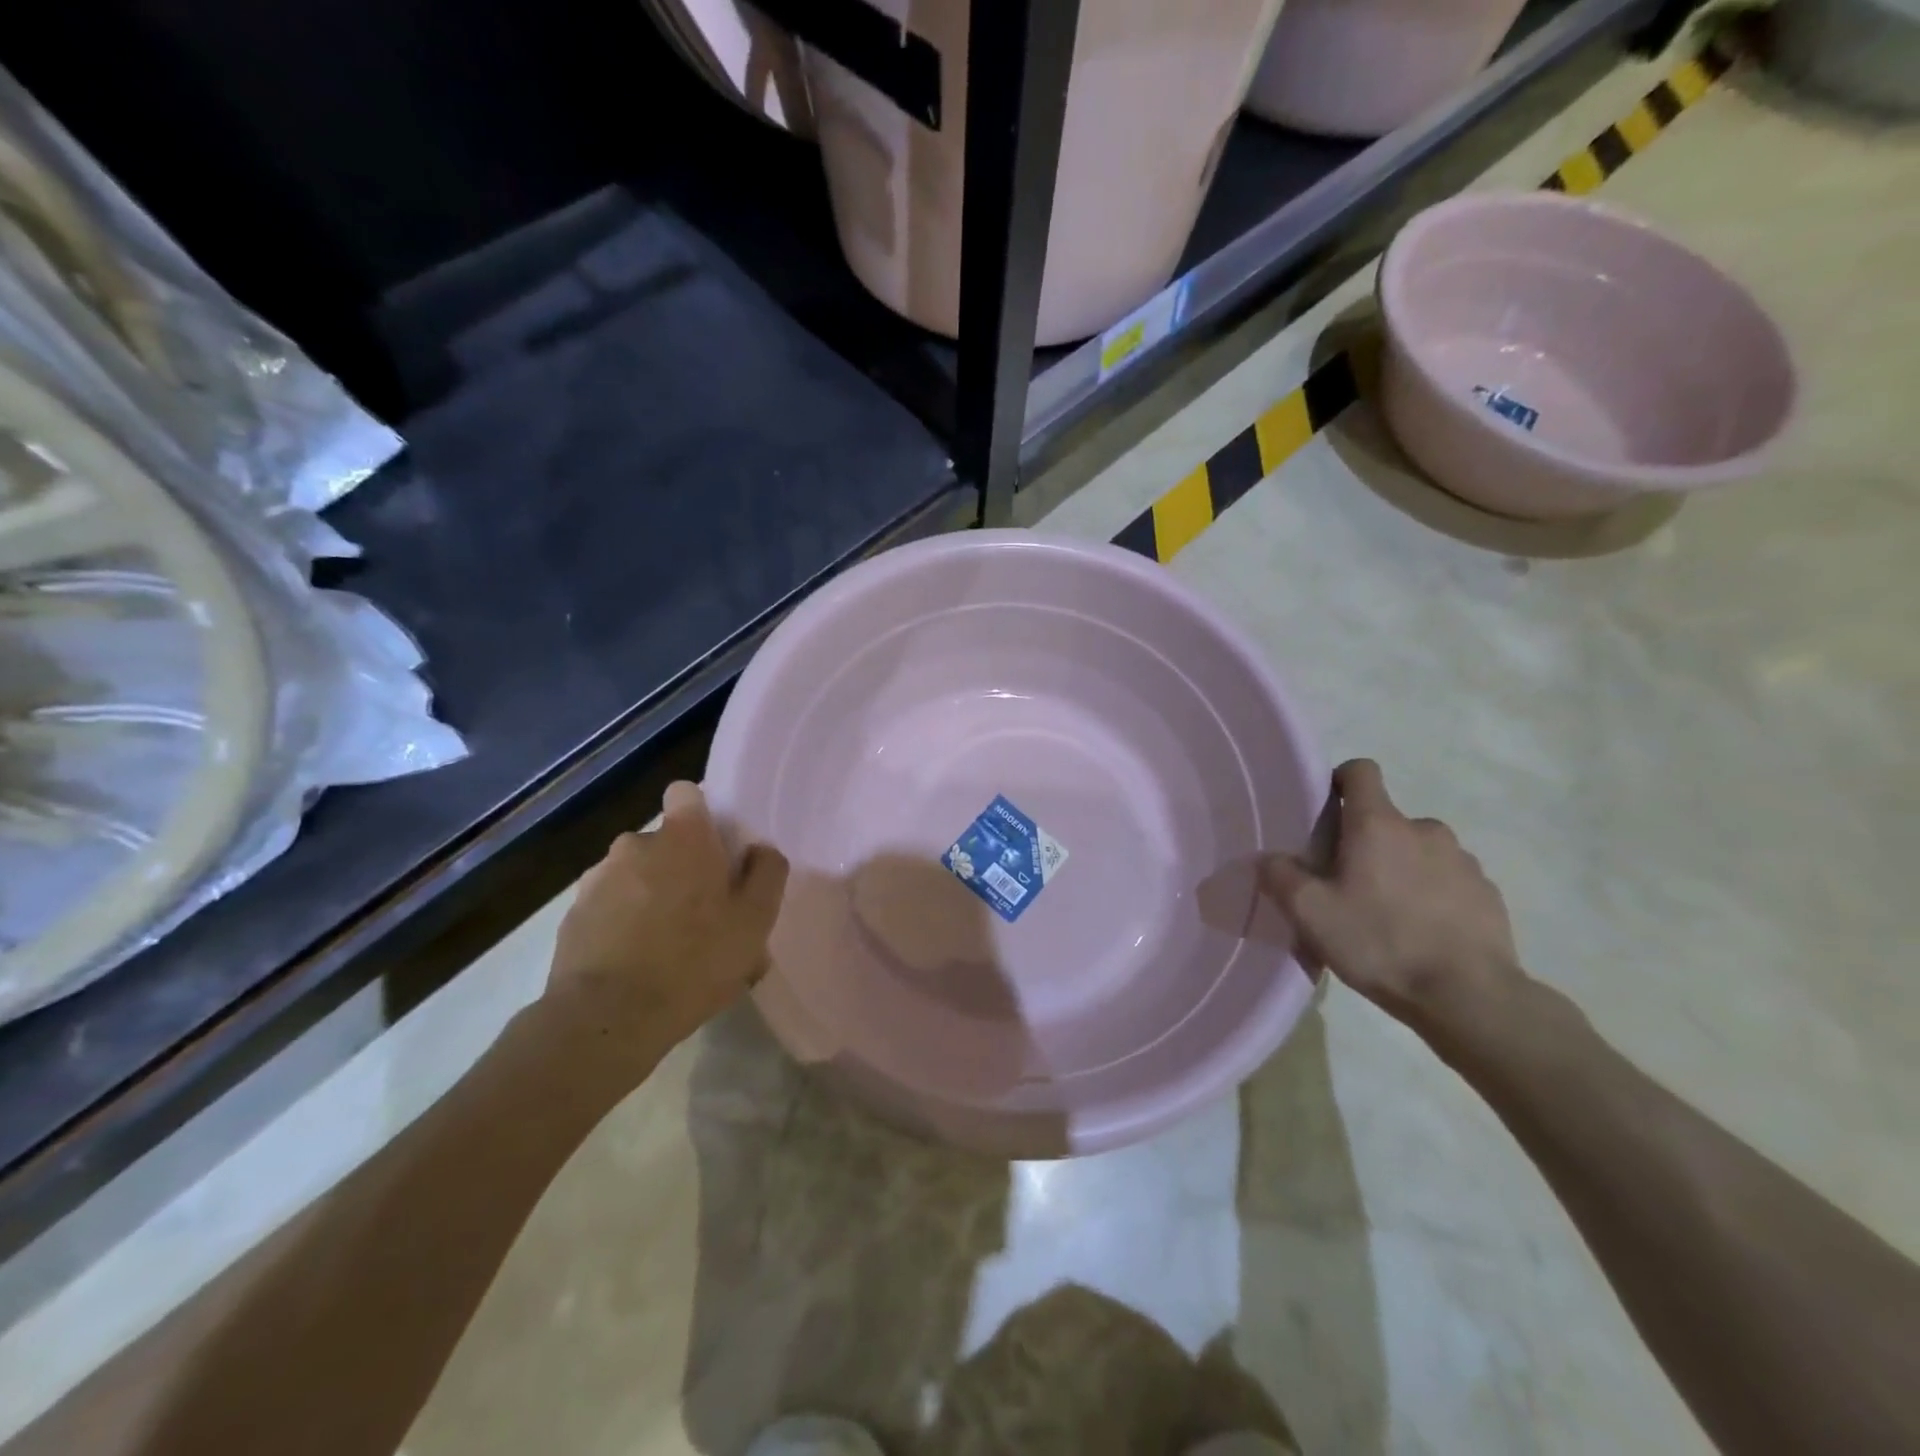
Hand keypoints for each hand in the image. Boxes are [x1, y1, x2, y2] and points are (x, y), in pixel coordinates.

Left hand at [545, 781, 788, 1078]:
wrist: (607, 1019)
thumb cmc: (694, 961)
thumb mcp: (755, 921)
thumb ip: (766, 873)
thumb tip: (759, 851)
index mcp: (682, 837)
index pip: (687, 794)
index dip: (702, 816)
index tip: (716, 851)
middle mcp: (635, 844)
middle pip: (665, 842)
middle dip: (681, 868)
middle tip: (704, 916)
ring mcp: (597, 880)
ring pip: (636, 876)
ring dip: (652, 898)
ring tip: (670, 949)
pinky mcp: (573, 917)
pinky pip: (610, 908)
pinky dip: (624, 925)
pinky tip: (638, 965)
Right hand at [1260, 759, 1520, 1028]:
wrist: (1469, 998)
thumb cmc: (1380, 943)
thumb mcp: (1310, 914)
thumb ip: (1280, 877)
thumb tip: (1268, 858)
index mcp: (1378, 824)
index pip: (1361, 771)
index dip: (1340, 781)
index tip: (1326, 810)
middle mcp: (1424, 830)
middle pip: (1386, 820)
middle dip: (1367, 842)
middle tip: (1347, 884)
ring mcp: (1463, 861)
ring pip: (1420, 851)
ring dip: (1402, 869)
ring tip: (1388, 914)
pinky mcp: (1488, 893)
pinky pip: (1449, 880)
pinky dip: (1433, 895)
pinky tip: (1424, 934)